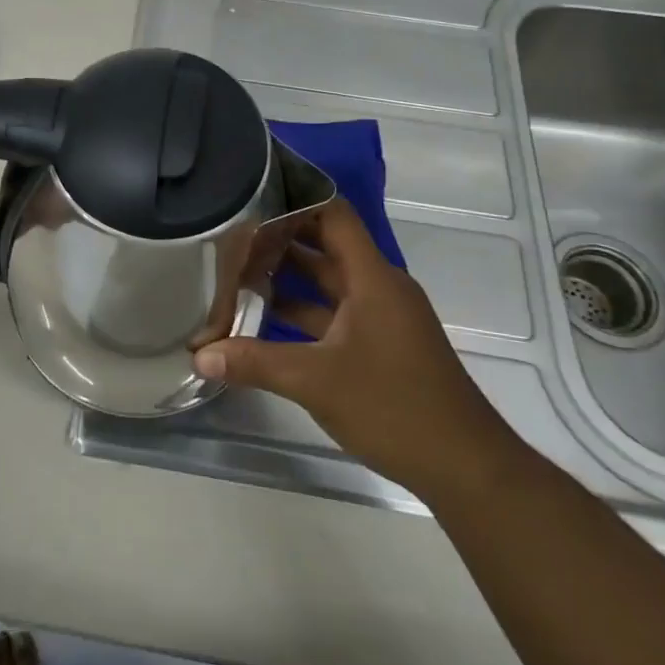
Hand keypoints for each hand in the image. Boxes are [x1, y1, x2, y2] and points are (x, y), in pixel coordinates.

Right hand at [193, 200, 518, 501]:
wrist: (466, 468)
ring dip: (287, 280)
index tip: (251, 195)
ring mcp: (380, 318)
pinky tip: (262, 323)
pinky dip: (301, 314)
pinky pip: (333, 315)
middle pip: (324, 247)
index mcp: (371, 278)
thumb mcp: (316, 380)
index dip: (294, 199)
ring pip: (327, 284)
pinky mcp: (380, 346)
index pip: (332, 215)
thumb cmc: (395, 407)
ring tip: (235, 274)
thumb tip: (199, 355)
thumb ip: (255, 362)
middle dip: (279, 241)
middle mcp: (378, 288)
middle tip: (228, 235)